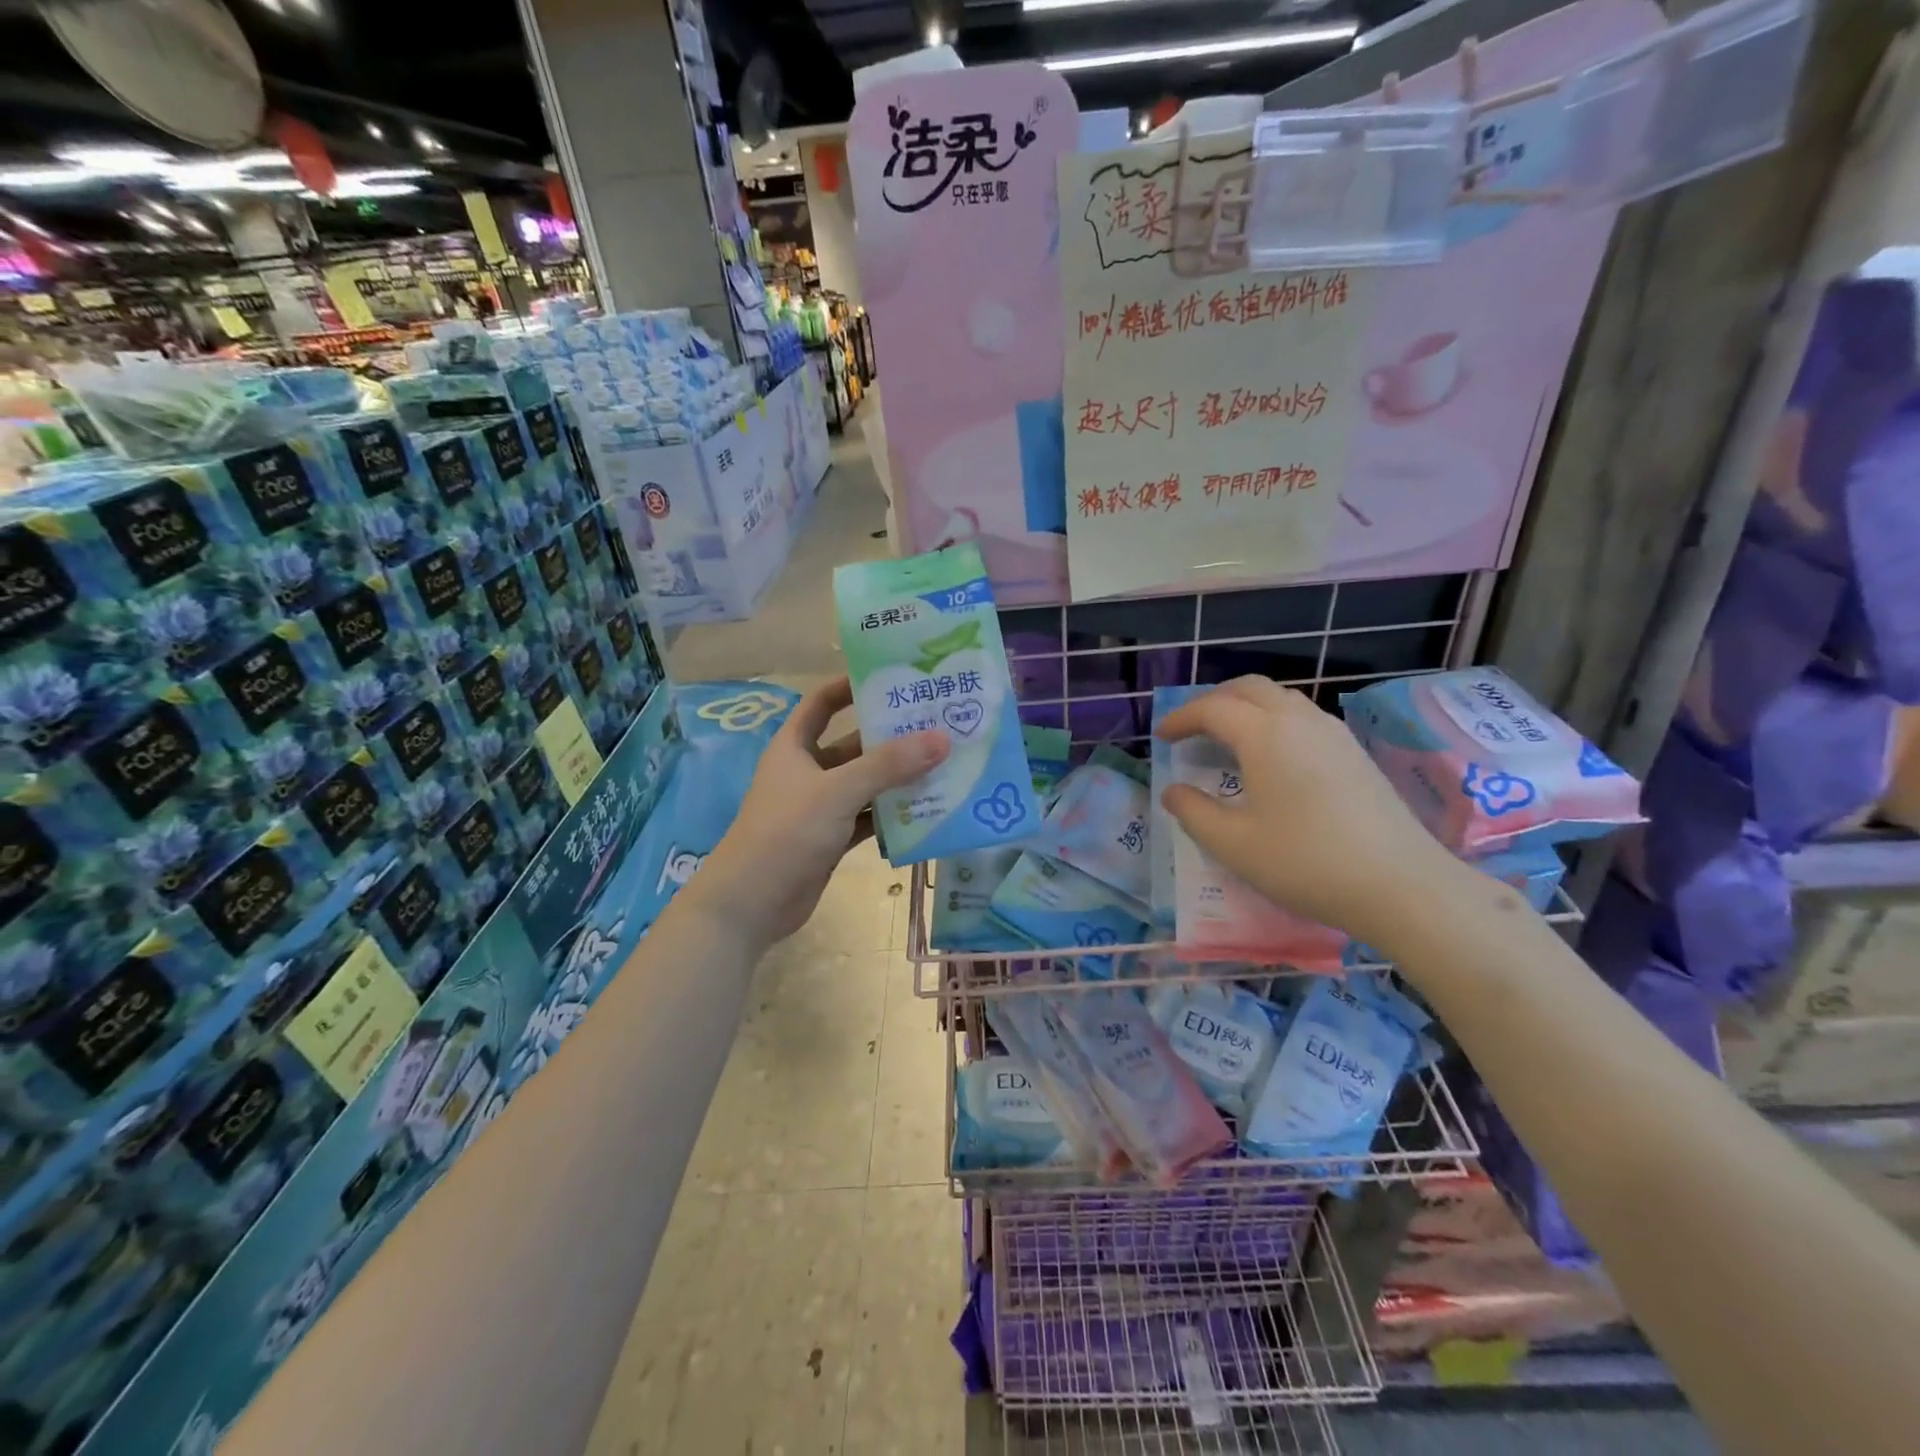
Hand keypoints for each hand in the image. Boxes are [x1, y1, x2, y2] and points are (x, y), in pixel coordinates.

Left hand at [684, 677, 949, 949]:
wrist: (751, 903)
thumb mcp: (838, 791)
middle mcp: (807, 771)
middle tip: (937, 725)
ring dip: (897, 778)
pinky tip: (927, 810)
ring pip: (865, 784)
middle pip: (853, 745)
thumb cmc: (786, 832)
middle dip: (890, 737)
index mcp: (795, 747)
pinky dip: (891, 815)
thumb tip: (941, 738)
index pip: (822, 703)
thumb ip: (888, 765)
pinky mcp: (831, 839)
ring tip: (944, 764)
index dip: (851, 686)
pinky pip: (867, 818)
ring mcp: (820, 808)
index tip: (892, 678)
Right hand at [1156, 676, 1461, 948]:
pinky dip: (1274, 721)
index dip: (1181, 718)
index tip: (1161, 737)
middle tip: (1191, 729)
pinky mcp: (1355, 753)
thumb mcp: (1234, 844)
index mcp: (1265, 735)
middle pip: (1249, 688)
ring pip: (1281, 698)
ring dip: (1247, 708)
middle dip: (1213, 701)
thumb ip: (1194, 813)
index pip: (1213, 709)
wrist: (1401, 884)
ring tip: (1228, 739)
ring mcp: (1334, 733)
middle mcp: (1300, 721)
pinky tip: (1273, 757)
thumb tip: (1173, 791)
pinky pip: (1304, 717)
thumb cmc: (1306, 862)